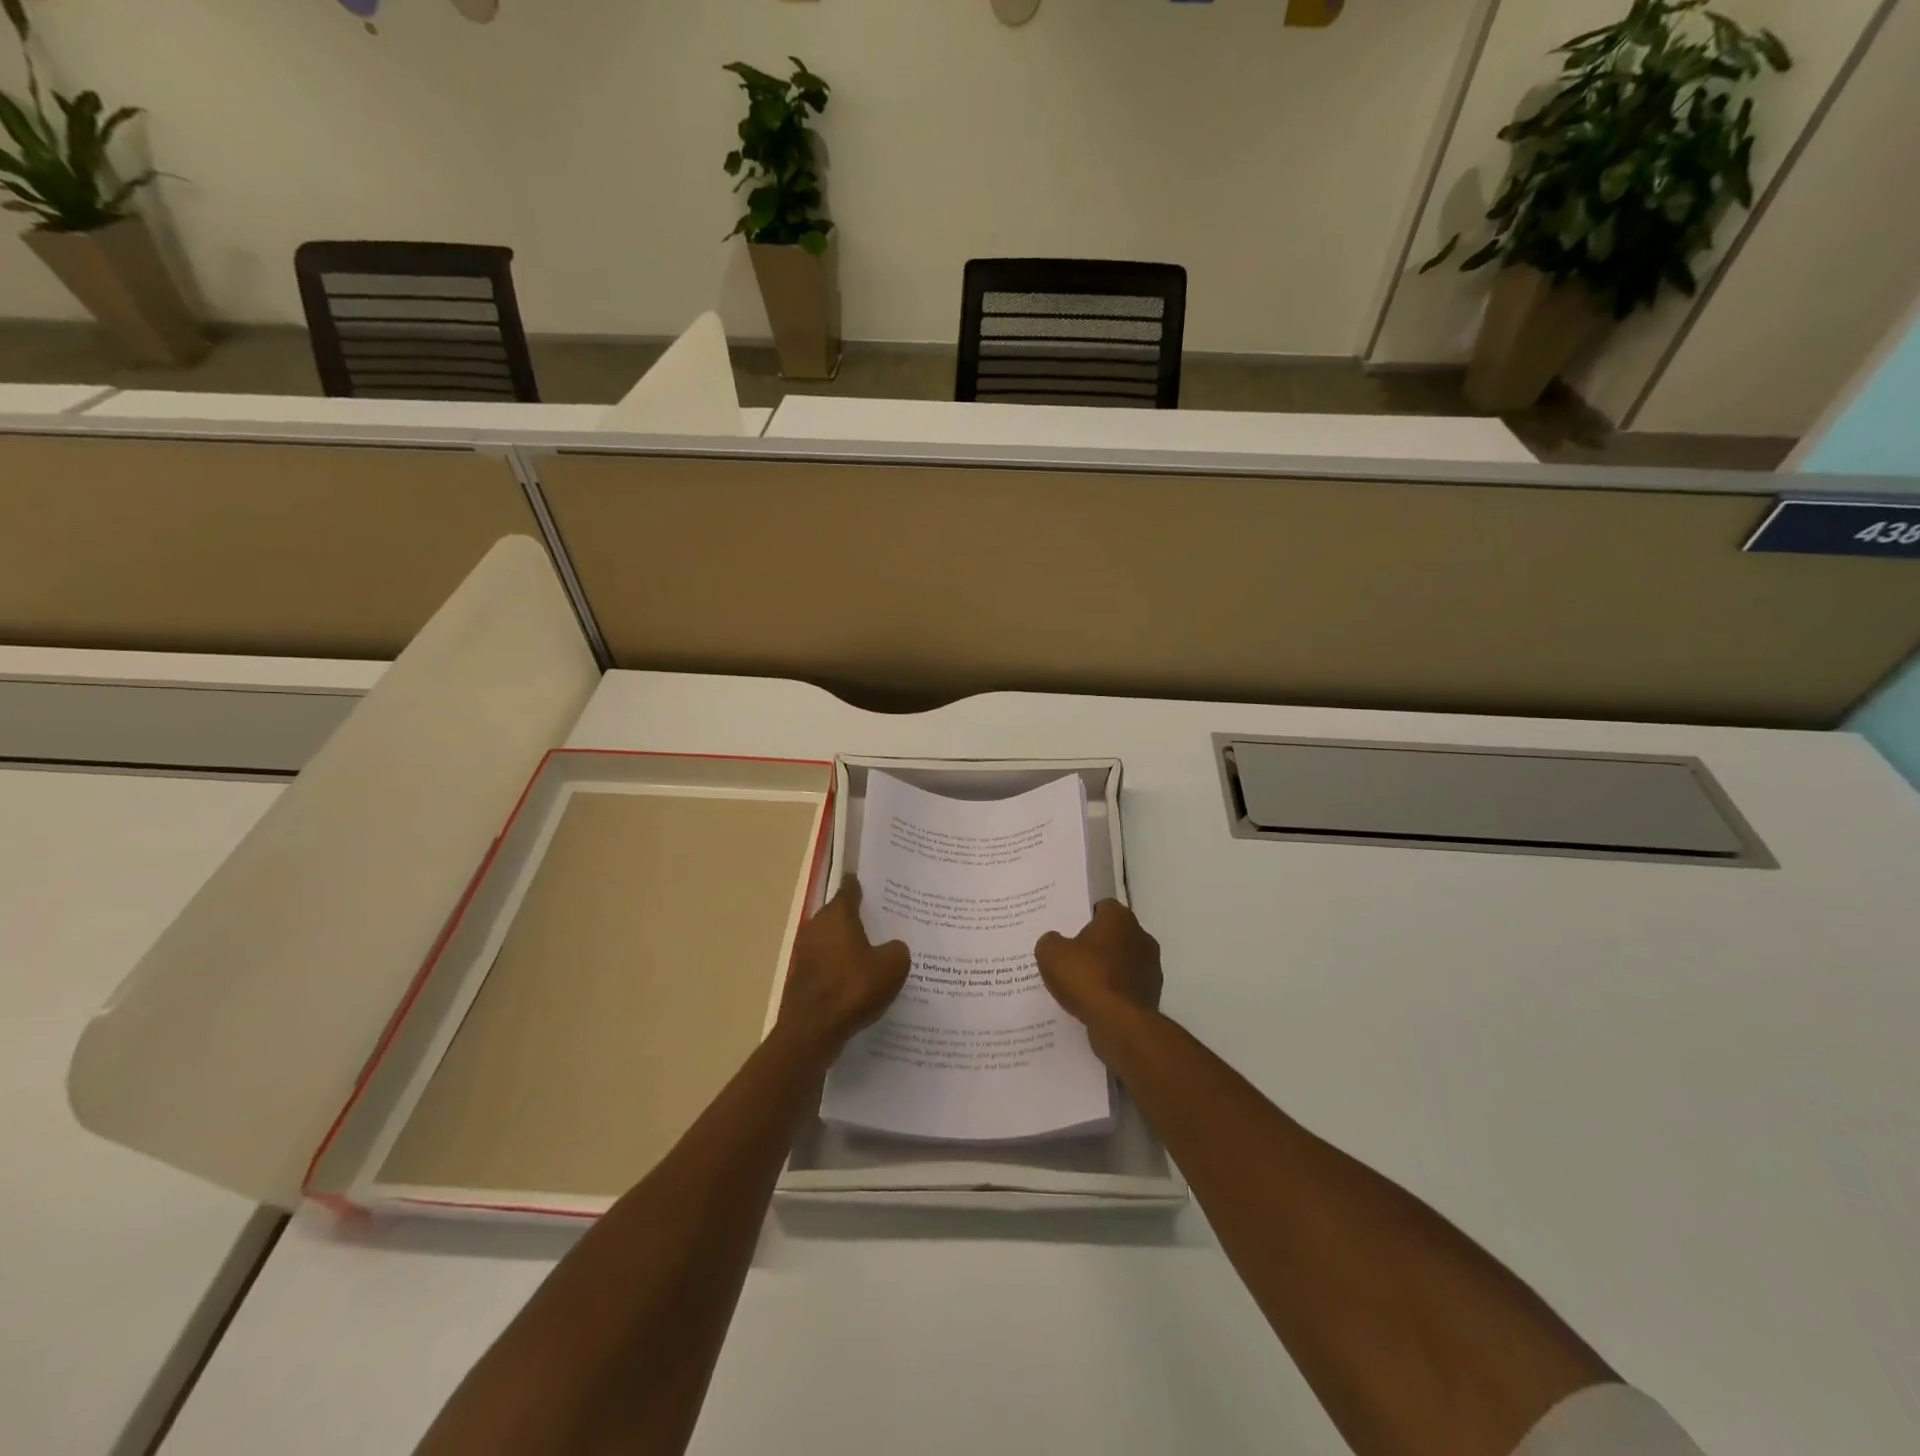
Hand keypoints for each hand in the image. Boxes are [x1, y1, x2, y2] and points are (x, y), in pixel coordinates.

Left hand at [778, 877, 910, 1053]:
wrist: (812, 1031)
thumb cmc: (853, 988)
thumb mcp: (892, 965)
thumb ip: (897, 950)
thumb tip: (892, 948)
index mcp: (836, 915)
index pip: (850, 889)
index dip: (863, 886)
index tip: (878, 887)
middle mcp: (816, 927)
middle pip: (841, 915)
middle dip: (860, 918)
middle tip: (887, 922)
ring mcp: (805, 953)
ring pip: (834, 941)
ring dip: (850, 945)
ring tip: (877, 953)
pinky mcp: (802, 977)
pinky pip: (828, 964)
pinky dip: (842, 968)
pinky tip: (860, 980)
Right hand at [1035, 900, 1162, 1037]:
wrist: (1120, 1024)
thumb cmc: (1086, 977)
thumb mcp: (1051, 954)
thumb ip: (1050, 942)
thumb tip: (1054, 941)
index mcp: (1120, 918)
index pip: (1103, 907)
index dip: (1085, 917)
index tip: (1069, 930)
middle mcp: (1141, 937)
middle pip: (1114, 935)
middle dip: (1096, 944)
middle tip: (1071, 957)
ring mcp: (1151, 967)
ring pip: (1122, 962)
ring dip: (1106, 970)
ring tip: (1080, 985)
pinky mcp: (1152, 995)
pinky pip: (1126, 987)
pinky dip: (1113, 992)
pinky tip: (1094, 1004)